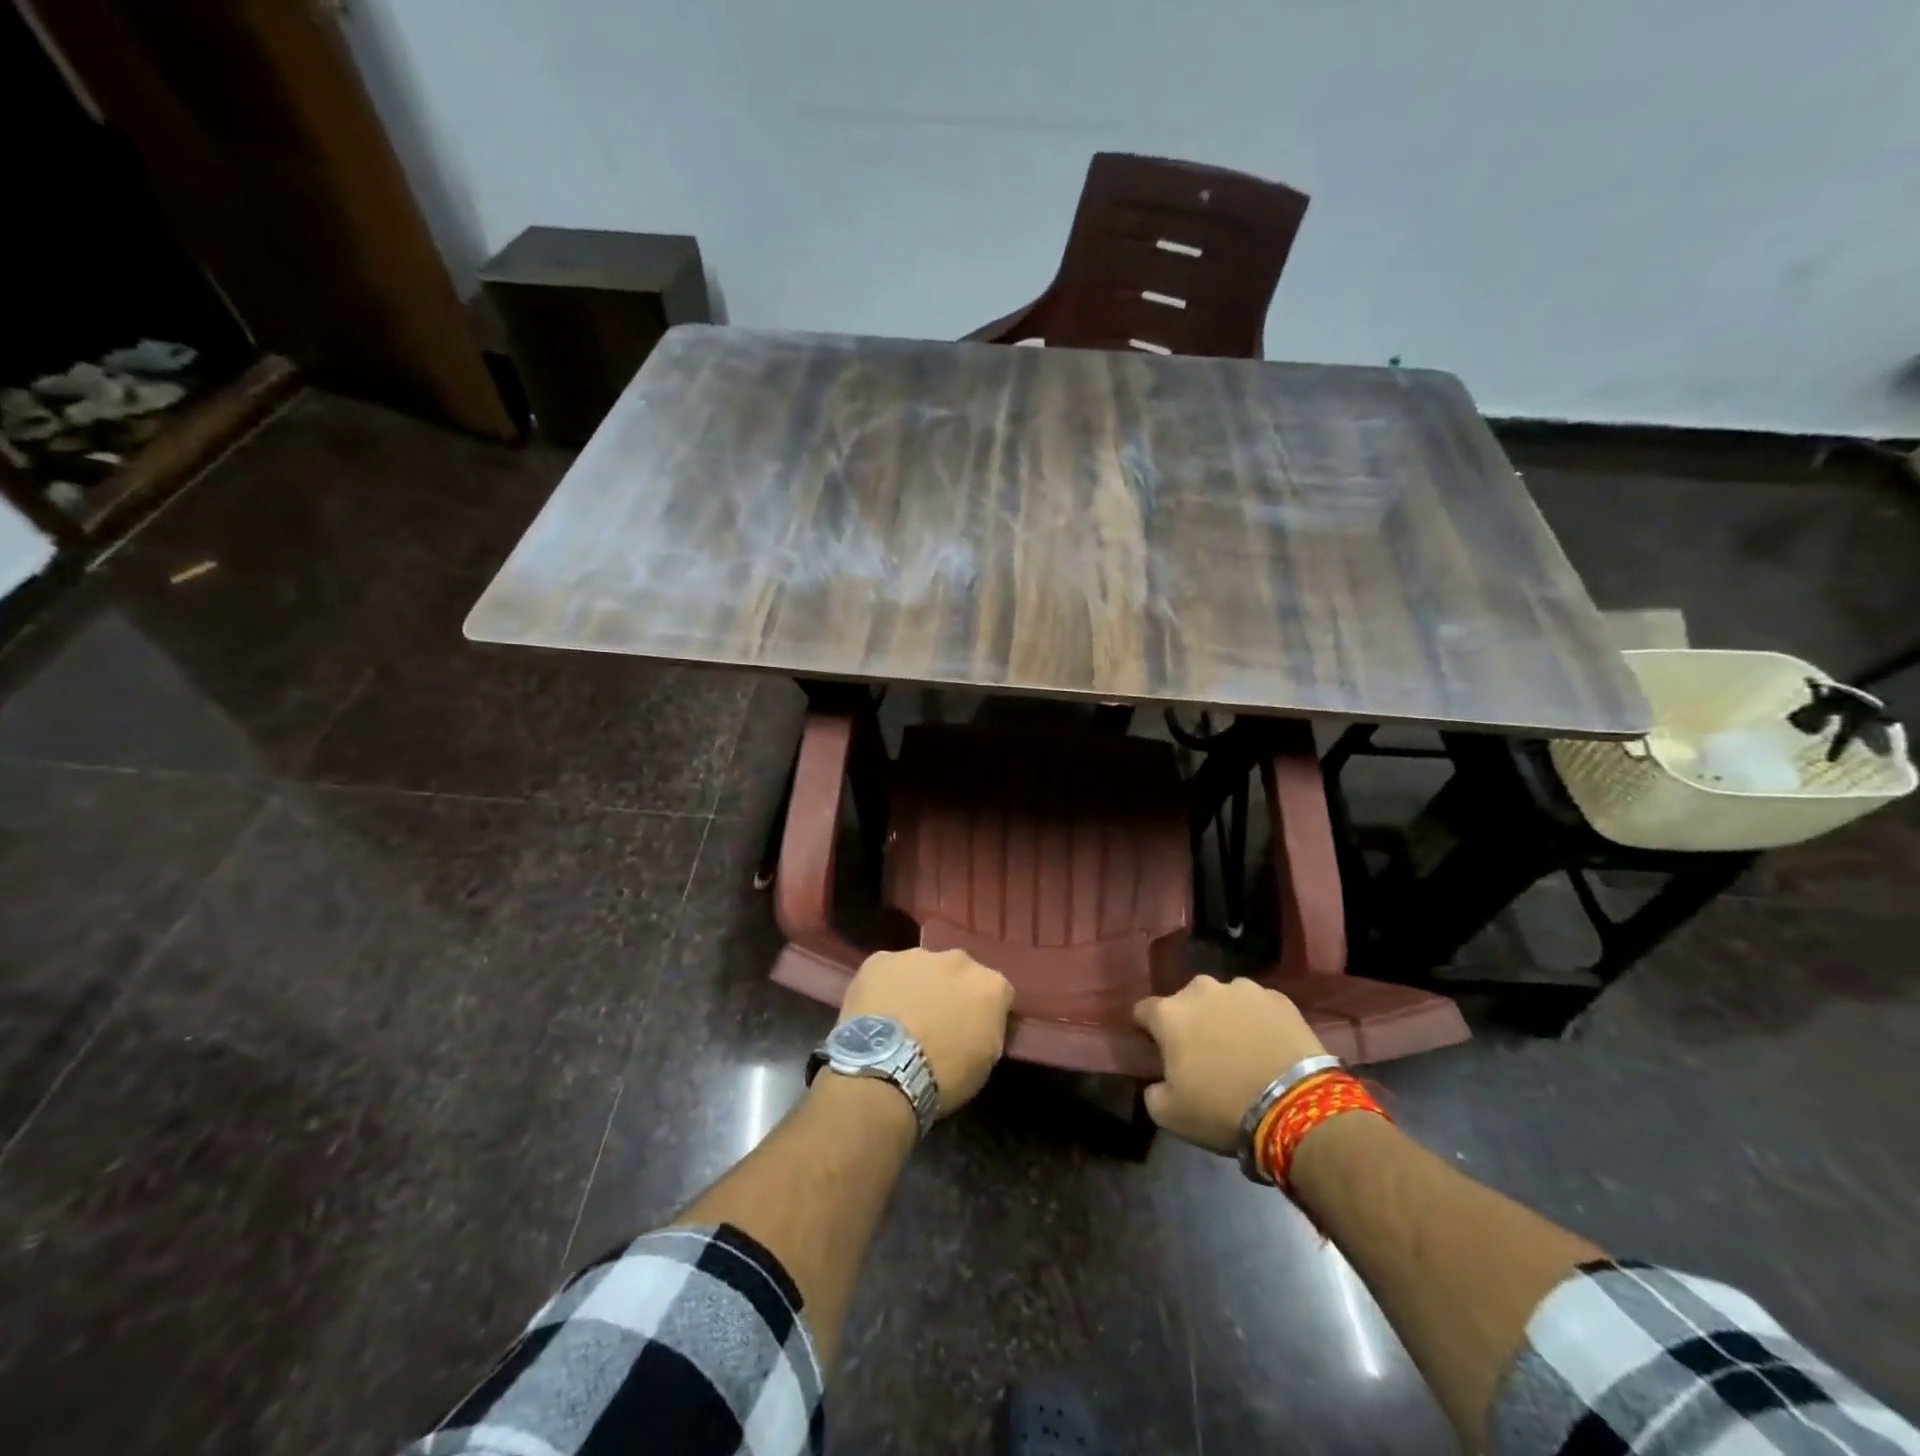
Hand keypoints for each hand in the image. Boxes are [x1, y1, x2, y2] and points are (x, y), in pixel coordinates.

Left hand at [839, 949, 1014, 1115]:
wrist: (887, 1070)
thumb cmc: (945, 1076)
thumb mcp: (986, 1062)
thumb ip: (988, 1029)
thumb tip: (980, 1024)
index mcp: (990, 985)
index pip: (997, 993)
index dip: (984, 1012)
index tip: (973, 1031)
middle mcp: (958, 960)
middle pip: (959, 973)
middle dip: (950, 992)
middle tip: (936, 1022)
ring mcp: (917, 955)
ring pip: (922, 968)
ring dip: (917, 986)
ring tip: (901, 1018)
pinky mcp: (880, 960)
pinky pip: (887, 971)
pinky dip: (884, 987)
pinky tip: (876, 1012)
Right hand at [1133, 977, 1326, 1154]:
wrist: (1296, 1107)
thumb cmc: (1223, 1109)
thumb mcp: (1170, 1115)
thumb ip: (1153, 1091)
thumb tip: (1157, 1082)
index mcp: (1169, 1012)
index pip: (1143, 1011)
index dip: (1147, 1031)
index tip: (1157, 1051)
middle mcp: (1201, 989)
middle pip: (1186, 1002)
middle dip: (1190, 1022)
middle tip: (1204, 1054)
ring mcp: (1242, 989)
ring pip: (1224, 1000)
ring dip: (1225, 1018)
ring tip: (1242, 1050)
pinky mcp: (1278, 998)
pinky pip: (1258, 1007)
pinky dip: (1258, 1022)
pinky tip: (1269, 1047)